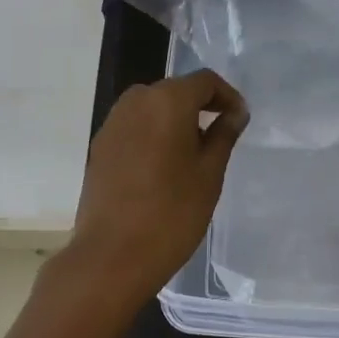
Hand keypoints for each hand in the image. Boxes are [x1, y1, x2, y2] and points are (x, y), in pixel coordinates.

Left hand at [61, 70, 248, 310]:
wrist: (111, 256)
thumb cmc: (171, 213)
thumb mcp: (209, 174)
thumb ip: (223, 135)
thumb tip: (235, 113)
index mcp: (167, 100)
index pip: (204, 81)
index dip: (227, 96)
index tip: (239, 120)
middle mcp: (135, 102)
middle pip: (175, 91)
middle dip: (200, 107)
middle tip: (219, 137)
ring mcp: (112, 124)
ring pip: (152, 108)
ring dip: (174, 121)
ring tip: (191, 155)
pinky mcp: (99, 147)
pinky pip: (133, 127)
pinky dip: (152, 135)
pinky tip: (162, 168)